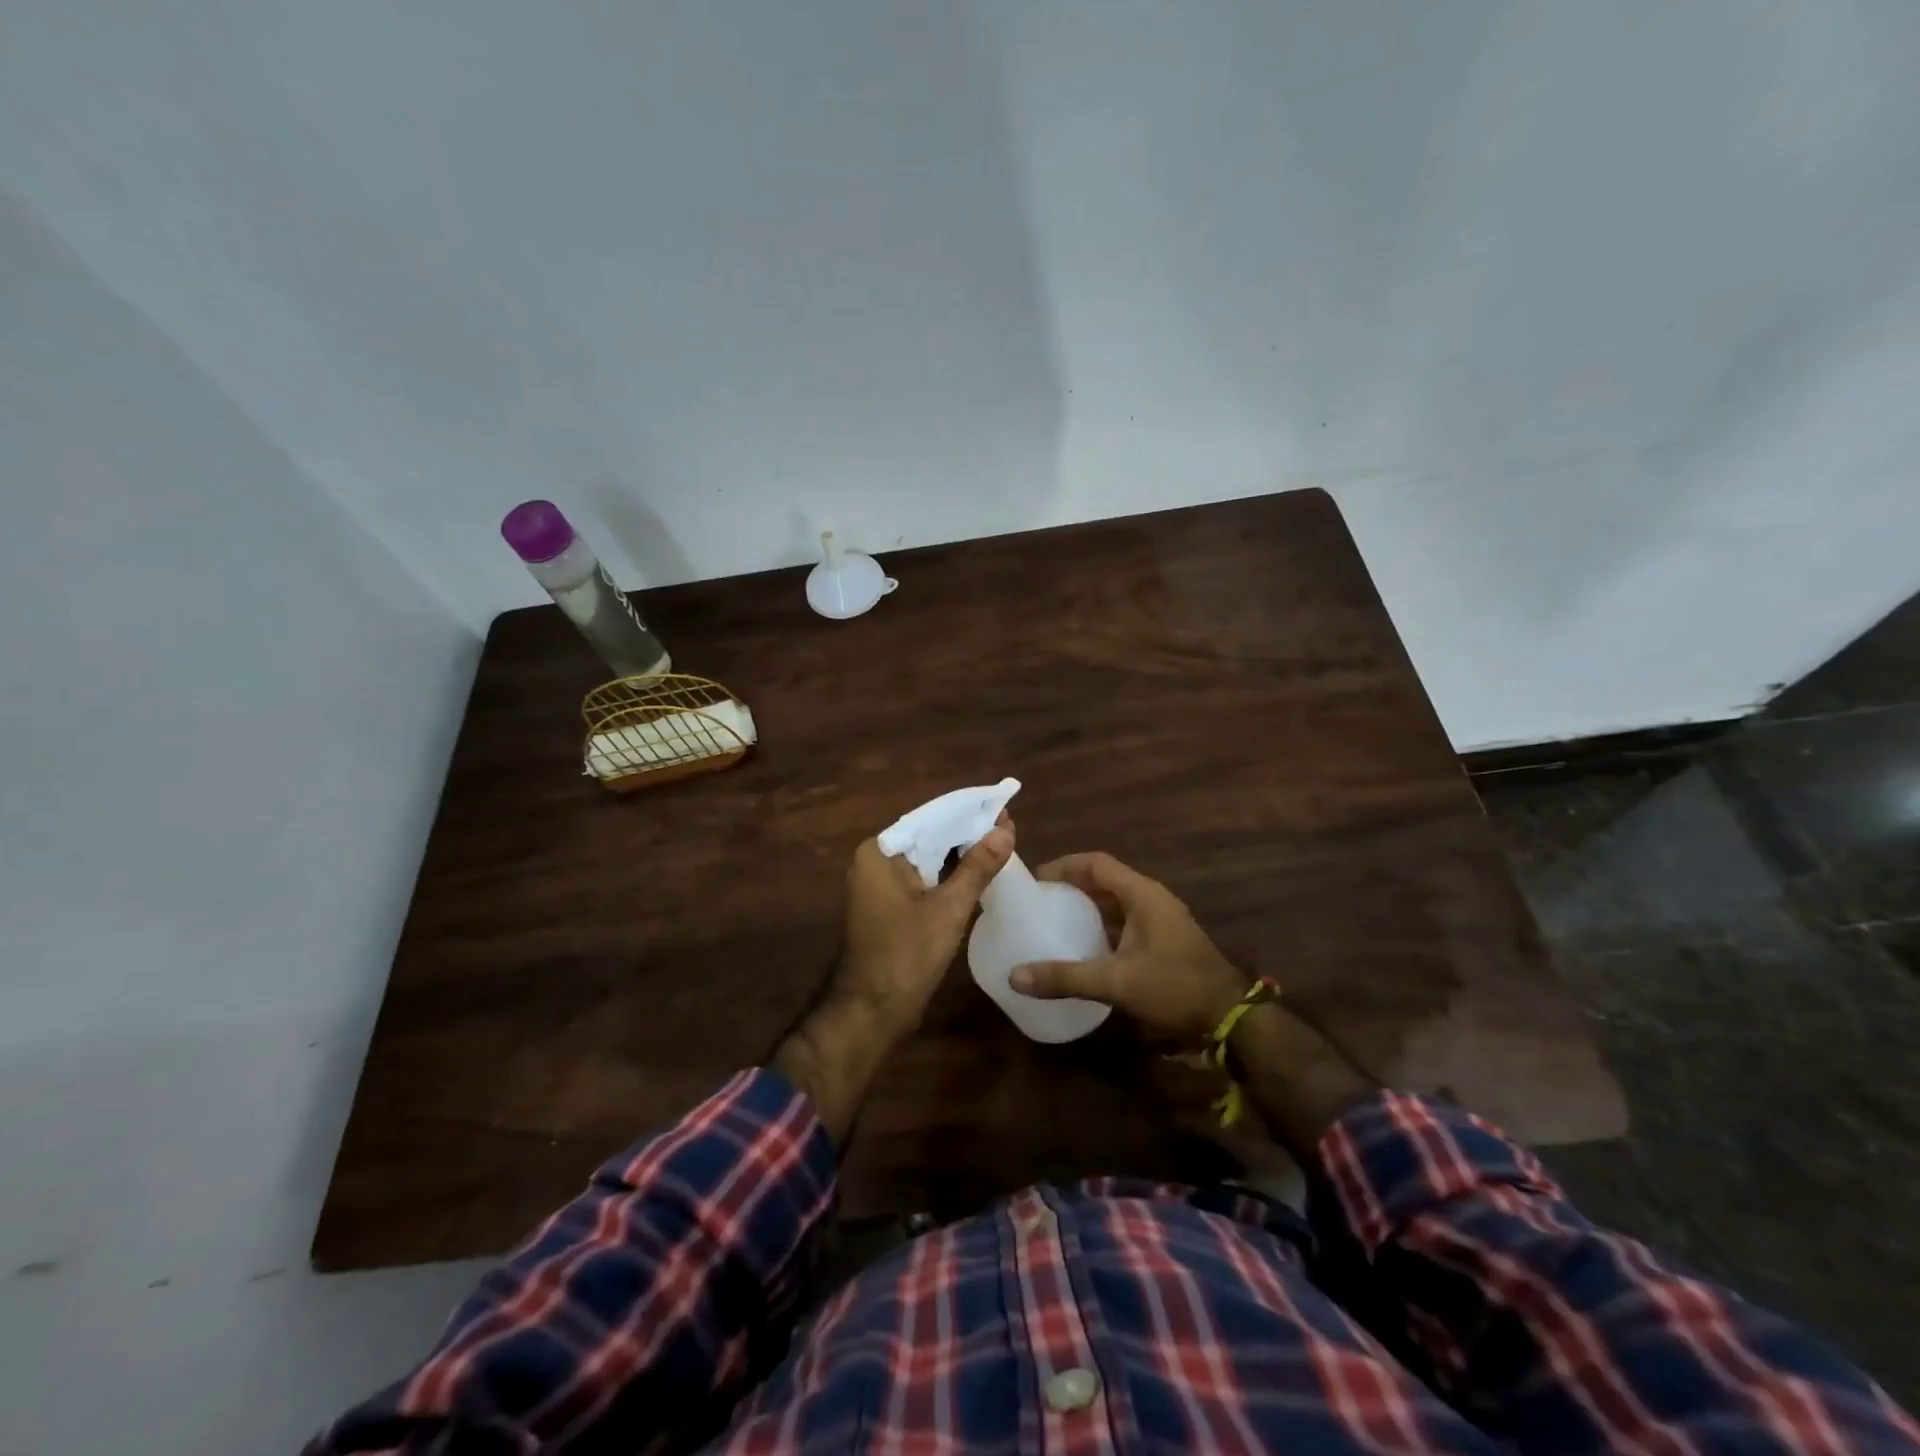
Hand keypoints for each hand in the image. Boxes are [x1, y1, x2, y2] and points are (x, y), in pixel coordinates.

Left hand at [831, 816, 1014, 1036]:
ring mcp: (880, 885)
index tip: (1003, 807)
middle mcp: (875, 861)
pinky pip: (923, 879)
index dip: (968, 812)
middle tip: (1009, 825)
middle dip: (967, 832)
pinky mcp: (890, 906)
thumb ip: (977, 867)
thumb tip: (1005, 830)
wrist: (871, 1011)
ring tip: (1002, 842)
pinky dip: (948, 875)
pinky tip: (979, 872)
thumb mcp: (948, 909)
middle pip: (929, 837)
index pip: (930, 819)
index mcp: (880, 852)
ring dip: (960, 853)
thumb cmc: (906, 955)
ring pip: (928, 859)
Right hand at [1009, 852, 1248, 1042]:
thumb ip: (1065, 977)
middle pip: (1106, 879)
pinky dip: (1103, 925)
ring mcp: (1162, 919)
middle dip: (1073, 885)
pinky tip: (1085, 946)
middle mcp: (1152, 899)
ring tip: (1056, 918)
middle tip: (1040, 899)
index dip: (1065, 866)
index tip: (1036, 879)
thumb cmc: (1174, 987)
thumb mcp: (1116, 982)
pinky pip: (1127, 920)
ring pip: (1117, 901)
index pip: (1097, 863)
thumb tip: (1015, 976)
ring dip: (1088, 905)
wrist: (1229, 1018)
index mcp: (1142, 894)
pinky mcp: (1165, 939)